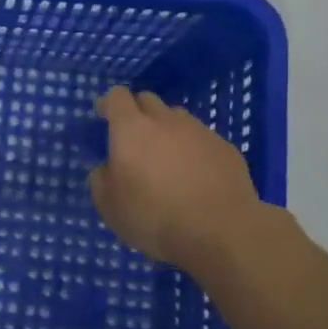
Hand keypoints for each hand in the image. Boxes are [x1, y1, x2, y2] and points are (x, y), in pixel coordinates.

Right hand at [89, 85, 261, 274]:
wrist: (220, 231)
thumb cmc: (154, 216)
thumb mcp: (109, 206)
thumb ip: (101, 180)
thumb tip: (107, 169)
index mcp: (131, 129)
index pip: (117, 97)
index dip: (109, 104)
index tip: (104, 118)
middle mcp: (166, 121)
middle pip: (148, 100)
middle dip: (137, 113)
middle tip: (134, 141)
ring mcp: (200, 132)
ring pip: (177, 118)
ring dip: (167, 131)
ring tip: (167, 160)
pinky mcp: (226, 149)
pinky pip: (203, 140)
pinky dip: (194, 150)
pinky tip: (196, 178)